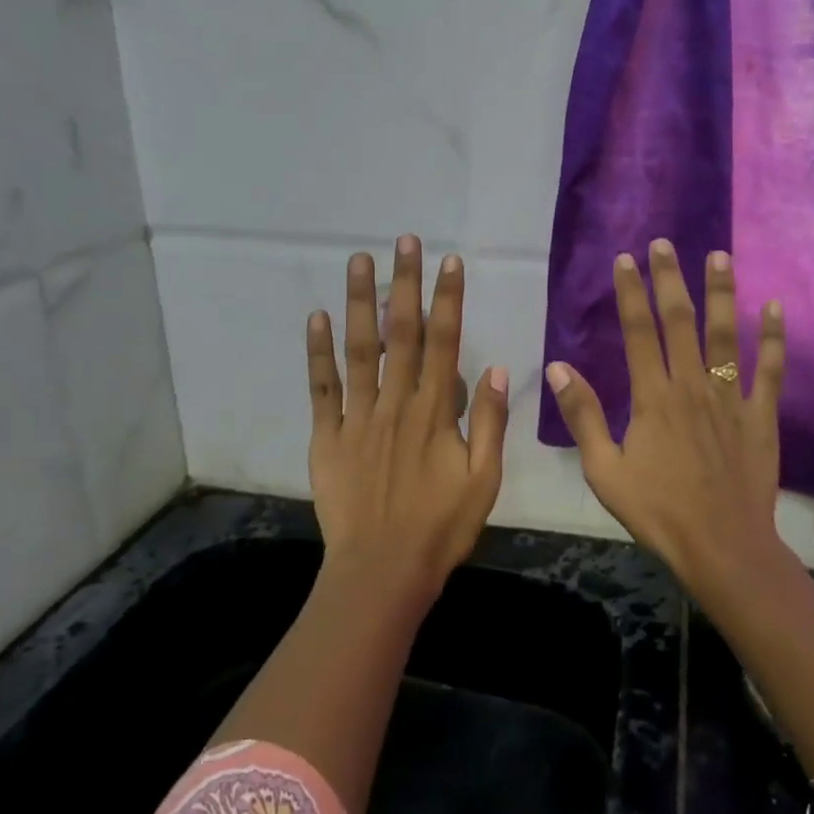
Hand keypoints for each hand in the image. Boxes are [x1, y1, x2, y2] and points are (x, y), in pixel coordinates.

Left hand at [306, 235, 509, 598]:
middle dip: (404, 284)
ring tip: (359, 261)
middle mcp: (395, 404)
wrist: (382, 572)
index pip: (445, 343)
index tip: (449, 262)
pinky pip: (321, 389)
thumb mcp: (484, 481)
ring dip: (360, 303)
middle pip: (401, 335)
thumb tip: (495, 368)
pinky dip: (318, 352)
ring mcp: (357, 418)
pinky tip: (318, 318)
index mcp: (434, 413)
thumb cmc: (440, 528)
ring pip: (359, 350)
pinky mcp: (327, 437)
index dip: (447, 300)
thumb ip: (488, 422)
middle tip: (404, 242)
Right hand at [545, 240, 786, 599]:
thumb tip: (559, 367)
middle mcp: (691, 387)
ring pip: (725, 336)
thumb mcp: (604, 470)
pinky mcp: (760, 416)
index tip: (626, 260)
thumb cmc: (657, 510)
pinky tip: (776, 308)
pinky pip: (769, 371)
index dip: (631, 294)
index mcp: (652, 398)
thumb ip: (583, 416)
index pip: (638, 332)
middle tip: (666, 243)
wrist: (721, 545)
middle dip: (671, 279)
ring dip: (721, 293)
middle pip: (680, 322)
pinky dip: (773, 338)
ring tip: (720, 256)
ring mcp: (730, 399)